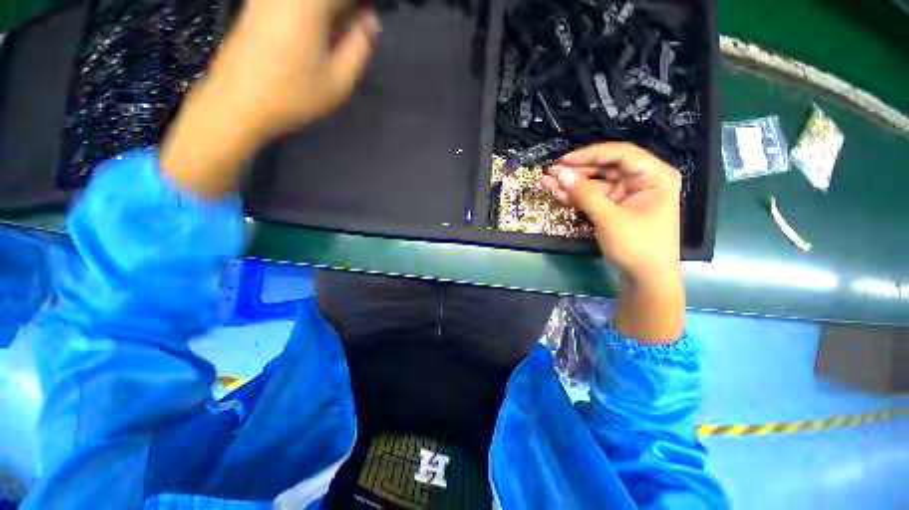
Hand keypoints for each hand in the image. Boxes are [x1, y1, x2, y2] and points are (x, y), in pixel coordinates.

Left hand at [161, 0, 379, 197]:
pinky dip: (310, 16)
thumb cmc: (294, 95)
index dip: (363, 11)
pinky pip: (294, 5)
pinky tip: (311, 38)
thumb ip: (361, 46)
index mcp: (311, 3)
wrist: (238, 102)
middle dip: (345, 13)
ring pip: (313, 3)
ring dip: (329, 16)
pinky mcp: (255, 4)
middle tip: (352, 38)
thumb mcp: (341, 80)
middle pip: (328, 0)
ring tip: (332, 41)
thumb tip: (369, 21)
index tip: (366, 31)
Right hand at [540, 142, 681, 283]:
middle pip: (605, 168)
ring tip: (546, 182)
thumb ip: (584, 194)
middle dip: (576, 171)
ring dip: (572, 184)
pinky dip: (576, 197)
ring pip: (595, 183)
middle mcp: (642, 180)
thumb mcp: (609, 218)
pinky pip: (594, 197)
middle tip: (550, 172)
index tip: (564, 161)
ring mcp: (627, 195)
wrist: (645, 279)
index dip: (589, 155)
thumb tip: (560, 174)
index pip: (620, 154)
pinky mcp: (616, 208)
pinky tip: (557, 193)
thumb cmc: (636, 246)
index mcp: (654, 175)